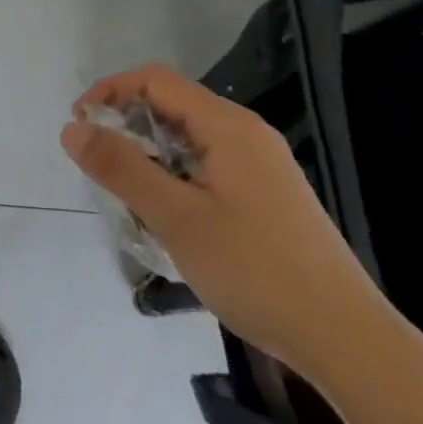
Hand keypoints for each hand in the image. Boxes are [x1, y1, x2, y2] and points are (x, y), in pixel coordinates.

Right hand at [61, 64, 387, 380]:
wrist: (351, 343)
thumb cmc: (257, 272)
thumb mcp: (176, 218)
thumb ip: (121, 167)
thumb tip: (71, 128)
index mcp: (227, 126)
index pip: (155, 80)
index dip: (110, 92)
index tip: (80, 128)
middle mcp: (247, 133)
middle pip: (173, 104)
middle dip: (129, 126)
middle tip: (102, 168)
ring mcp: (264, 164)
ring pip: (191, 138)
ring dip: (153, 155)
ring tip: (134, 199)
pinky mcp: (271, 195)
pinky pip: (211, 164)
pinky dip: (179, 175)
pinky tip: (176, 219)